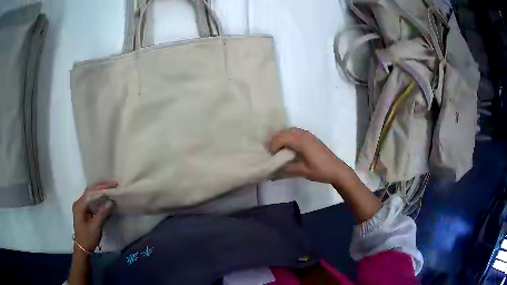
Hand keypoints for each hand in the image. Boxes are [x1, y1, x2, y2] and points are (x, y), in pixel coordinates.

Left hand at [72, 181, 116, 252]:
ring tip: (111, 189)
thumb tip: (111, 202)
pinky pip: (91, 200)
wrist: (82, 248)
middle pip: (90, 190)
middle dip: (101, 186)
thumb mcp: (96, 227)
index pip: (90, 192)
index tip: (113, 185)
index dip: (101, 187)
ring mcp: (81, 206)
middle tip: (113, 185)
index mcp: (79, 206)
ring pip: (90, 194)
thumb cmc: (88, 238)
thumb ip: (102, 214)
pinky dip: (98, 197)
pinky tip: (105, 198)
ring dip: (100, 191)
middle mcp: (79, 203)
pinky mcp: (84, 210)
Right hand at [268, 127, 354, 186]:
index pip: (282, 138)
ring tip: (276, 147)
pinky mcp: (311, 137)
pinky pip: (296, 132)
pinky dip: (289, 136)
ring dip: (282, 136)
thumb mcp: (302, 171)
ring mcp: (309, 135)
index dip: (273, 145)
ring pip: (291, 130)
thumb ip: (287, 168)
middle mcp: (304, 135)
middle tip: (269, 150)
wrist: (337, 169)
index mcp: (301, 142)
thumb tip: (273, 170)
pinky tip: (288, 145)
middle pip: (285, 132)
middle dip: (275, 139)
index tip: (268, 155)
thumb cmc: (320, 171)